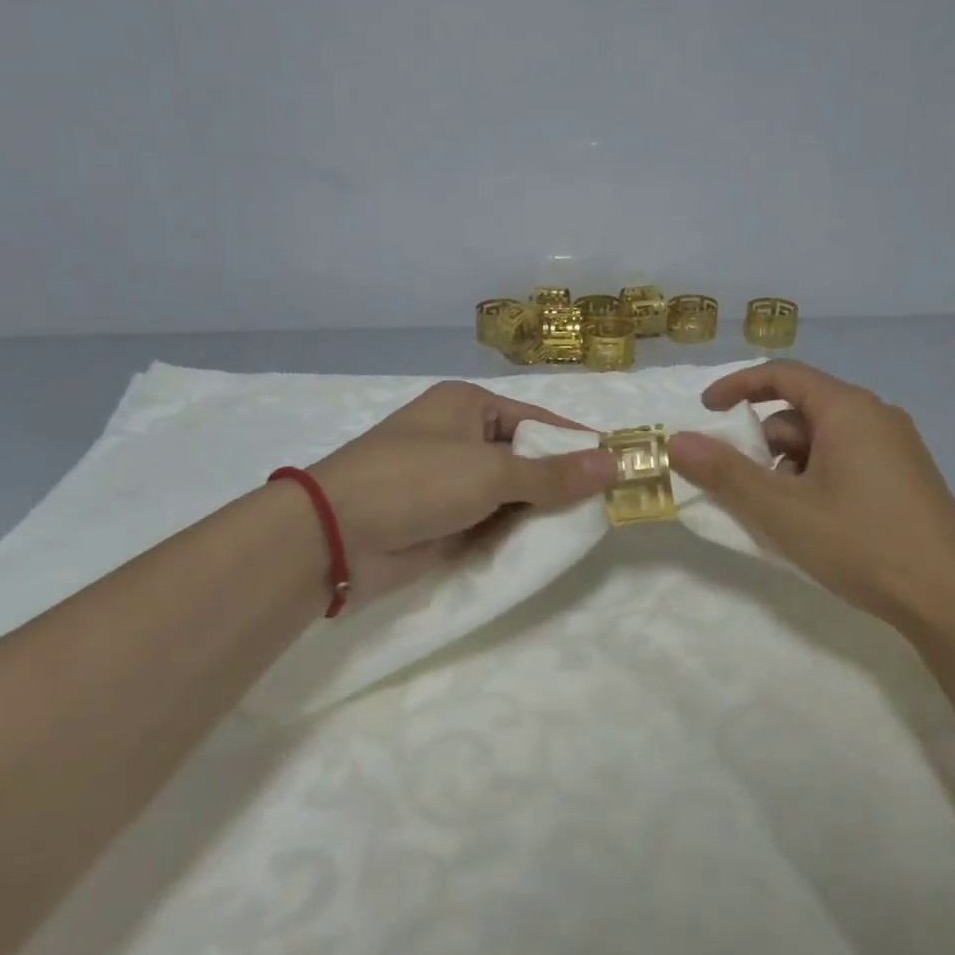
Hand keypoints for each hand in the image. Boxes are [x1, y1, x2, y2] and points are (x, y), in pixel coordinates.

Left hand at [305, 381, 615, 604]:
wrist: (336, 536)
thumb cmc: (417, 480)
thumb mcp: (492, 472)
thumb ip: (553, 474)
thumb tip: (615, 464)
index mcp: (468, 406)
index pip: (537, 420)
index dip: (576, 443)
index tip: (617, 466)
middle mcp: (460, 438)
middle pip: (526, 457)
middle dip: (561, 481)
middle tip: (608, 505)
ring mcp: (449, 482)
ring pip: (510, 494)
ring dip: (539, 511)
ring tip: (587, 529)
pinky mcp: (442, 521)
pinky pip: (491, 523)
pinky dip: (514, 534)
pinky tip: (547, 547)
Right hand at [666, 362, 954, 633]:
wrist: (953, 601)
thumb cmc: (862, 542)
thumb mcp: (782, 509)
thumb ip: (725, 473)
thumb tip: (676, 441)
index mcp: (848, 409)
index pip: (783, 374)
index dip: (739, 386)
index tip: (707, 411)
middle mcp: (876, 416)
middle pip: (801, 410)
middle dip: (764, 443)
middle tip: (746, 485)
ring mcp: (896, 447)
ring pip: (823, 439)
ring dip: (789, 466)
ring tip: (783, 514)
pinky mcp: (906, 477)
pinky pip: (846, 460)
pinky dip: (817, 478)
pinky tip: (816, 522)